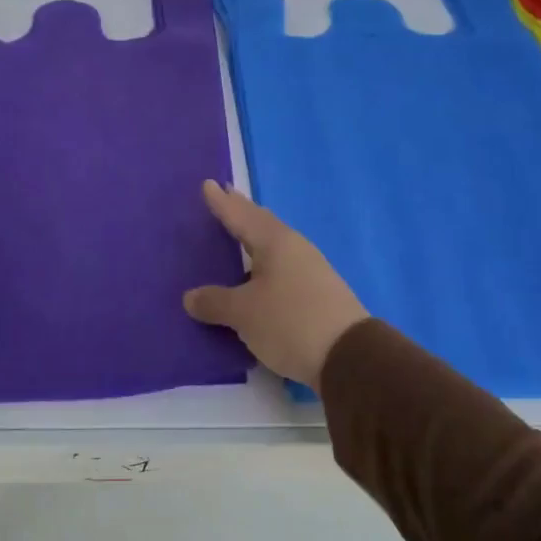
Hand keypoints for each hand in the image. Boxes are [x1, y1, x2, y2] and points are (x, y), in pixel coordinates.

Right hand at [183, 181, 368, 388]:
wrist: (349, 356)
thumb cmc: (289, 322)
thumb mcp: (244, 313)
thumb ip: (215, 302)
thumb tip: (191, 297)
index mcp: (275, 242)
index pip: (241, 216)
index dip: (222, 203)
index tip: (208, 184)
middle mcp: (295, 248)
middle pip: (262, 224)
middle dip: (242, 211)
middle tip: (225, 197)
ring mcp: (311, 269)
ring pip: (275, 245)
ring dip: (255, 237)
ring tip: (239, 233)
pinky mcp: (319, 292)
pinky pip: (283, 266)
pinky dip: (265, 262)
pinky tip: (261, 272)